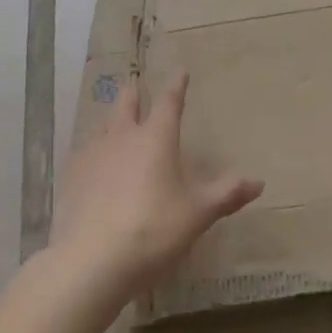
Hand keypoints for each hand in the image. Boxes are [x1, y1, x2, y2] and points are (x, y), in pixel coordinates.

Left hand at [51, 72, 263, 295]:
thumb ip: (227, 194)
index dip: (176, 86)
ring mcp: (93, 155)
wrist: (92, 261)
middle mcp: (123, 137)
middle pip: (126, 103)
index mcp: (156, 137)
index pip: (169, 102)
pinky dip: (92, 149)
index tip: (180, 72)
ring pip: (103, 125)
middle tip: (136, 84)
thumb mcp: (198, 214)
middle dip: (134, 92)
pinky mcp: (72, 178)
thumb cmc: (153, 229)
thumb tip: (259, 182)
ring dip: (111, 118)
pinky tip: (91, 162)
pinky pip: (84, 153)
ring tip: (114, 120)